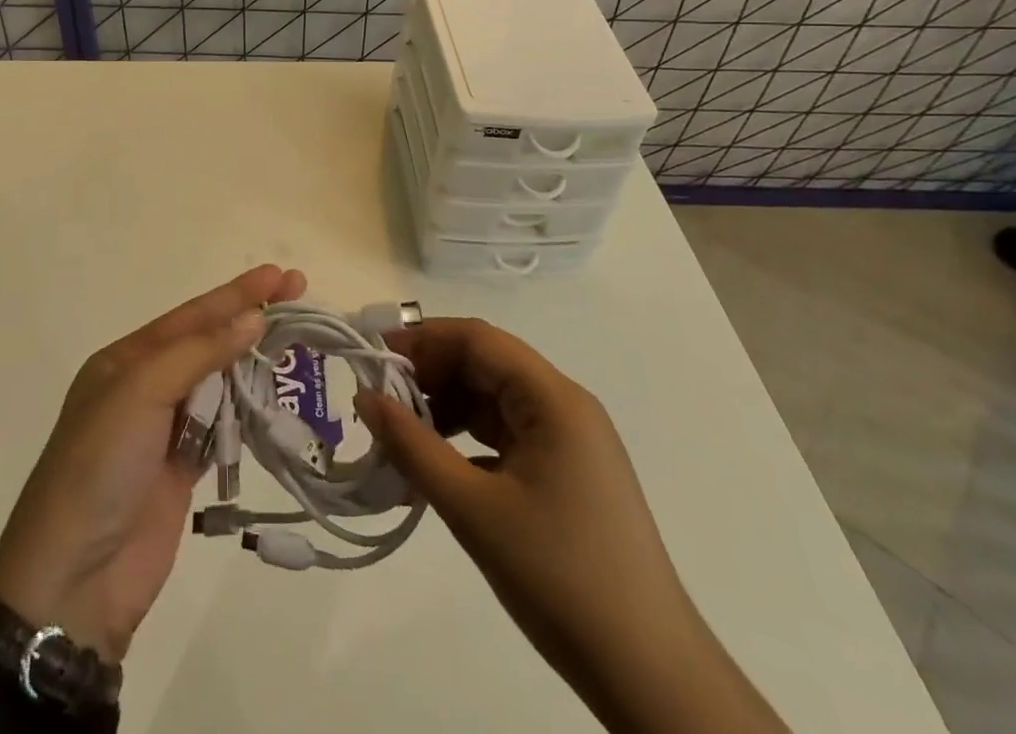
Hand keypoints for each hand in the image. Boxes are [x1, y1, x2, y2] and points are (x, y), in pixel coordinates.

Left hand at [0, 264, 306, 664]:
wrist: (75, 578)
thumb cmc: (100, 465)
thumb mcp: (139, 392)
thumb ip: (198, 353)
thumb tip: (253, 319)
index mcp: (126, 360)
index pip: (192, 315)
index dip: (236, 294)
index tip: (279, 275)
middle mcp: (146, 386)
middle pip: (208, 343)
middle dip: (250, 319)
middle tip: (299, 293)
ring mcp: (166, 429)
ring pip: (220, 382)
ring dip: (254, 362)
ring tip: (298, 339)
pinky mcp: (185, 469)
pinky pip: (225, 427)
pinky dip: (249, 409)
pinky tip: (278, 393)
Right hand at [356, 318, 784, 733]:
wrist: (650, 675)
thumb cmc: (559, 578)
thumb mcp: (473, 509)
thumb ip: (412, 446)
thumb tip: (365, 397)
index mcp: (553, 399)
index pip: (477, 339)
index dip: (422, 340)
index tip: (374, 360)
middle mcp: (564, 406)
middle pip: (485, 364)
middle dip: (429, 376)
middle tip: (380, 404)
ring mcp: (569, 441)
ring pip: (492, 399)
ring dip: (445, 409)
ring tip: (401, 438)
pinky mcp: (566, 472)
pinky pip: (505, 434)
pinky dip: (466, 440)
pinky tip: (437, 466)